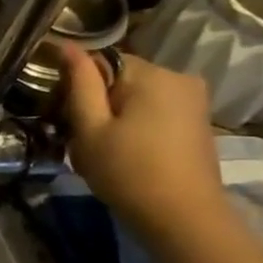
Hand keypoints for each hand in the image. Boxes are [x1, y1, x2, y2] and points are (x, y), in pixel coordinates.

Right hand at [60, 45, 227, 244]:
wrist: (182, 217)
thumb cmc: (127, 171)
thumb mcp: (90, 129)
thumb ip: (79, 84)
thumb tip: (66, 46)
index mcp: (151, 74)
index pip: (100, 61)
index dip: (77, 86)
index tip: (64, 116)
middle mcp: (178, 76)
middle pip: (120, 77)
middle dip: (97, 101)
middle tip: (81, 138)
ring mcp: (193, 98)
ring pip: (136, 94)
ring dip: (115, 114)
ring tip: (103, 148)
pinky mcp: (197, 119)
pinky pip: (155, 108)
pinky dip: (136, 123)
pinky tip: (127, 151)